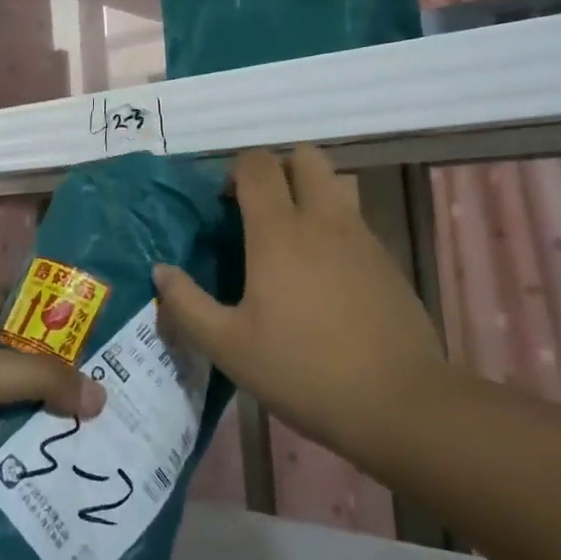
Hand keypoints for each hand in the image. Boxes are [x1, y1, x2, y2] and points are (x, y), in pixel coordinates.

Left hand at [0, 288, 105, 525]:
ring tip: (104, 427)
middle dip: (63, 367)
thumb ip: (45, 379)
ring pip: (16, 405)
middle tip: (115, 381)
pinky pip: (2, 448)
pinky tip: (64, 466)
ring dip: (49, 416)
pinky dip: (27, 455)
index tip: (93, 313)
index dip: (48, 299)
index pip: (14, 297)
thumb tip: (101, 396)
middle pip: (24, 356)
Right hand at [154, 145, 443, 462]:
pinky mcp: (386, 259)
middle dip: (278, 169)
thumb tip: (161, 271)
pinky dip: (333, 226)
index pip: (257, 165)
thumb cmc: (303, 371)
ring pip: (334, 183)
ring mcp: (361, 236)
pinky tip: (324, 275)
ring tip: (292, 238)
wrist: (399, 403)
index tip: (225, 205)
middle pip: (305, 157)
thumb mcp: (229, 348)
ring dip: (310, 192)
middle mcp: (322, 219)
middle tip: (259, 210)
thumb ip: (187, 305)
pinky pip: (354, 218)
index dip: (236, 171)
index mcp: (279, 231)